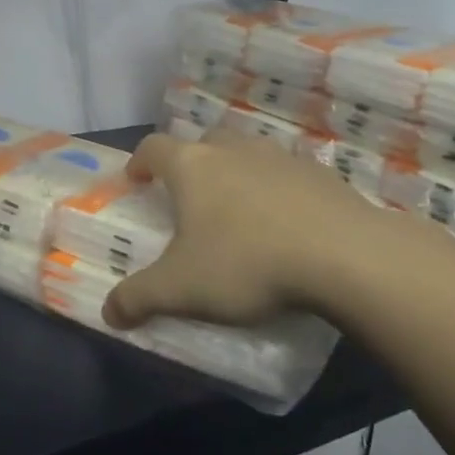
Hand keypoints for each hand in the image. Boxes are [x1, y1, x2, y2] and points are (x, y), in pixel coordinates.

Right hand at [103, 128, 388, 329]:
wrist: (346, 257)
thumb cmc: (247, 263)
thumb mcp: (180, 290)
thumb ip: (138, 299)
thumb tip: (108, 313)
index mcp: (192, 166)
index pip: (153, 147)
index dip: (140, 161)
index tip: (136, 179)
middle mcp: (233, 150)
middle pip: (204, 141)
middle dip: (191, 162)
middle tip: (189, 196)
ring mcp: (281, 158)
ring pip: (248, 153)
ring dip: (236, 173)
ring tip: (239, 210)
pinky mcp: (322, 174)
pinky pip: (288, 175)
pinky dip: (278, 190)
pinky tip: (286, 224)